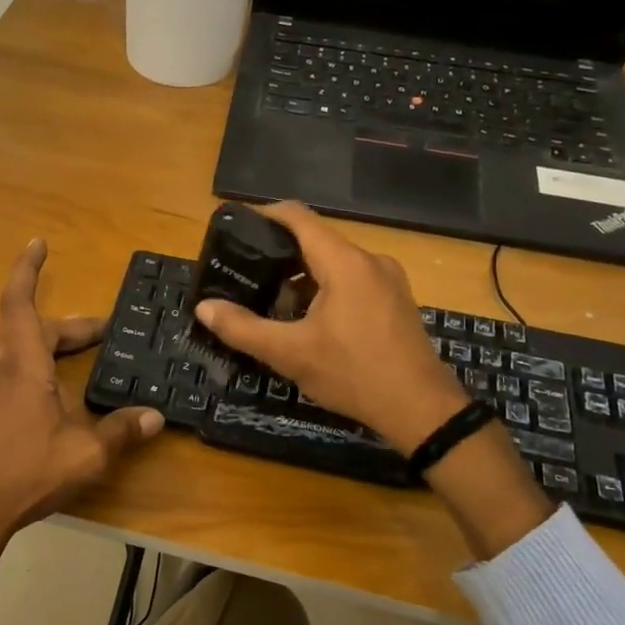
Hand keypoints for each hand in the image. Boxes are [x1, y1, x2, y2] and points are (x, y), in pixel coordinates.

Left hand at [0, 238, 163, 553]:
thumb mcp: (86, 454)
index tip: (38, 244)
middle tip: (101, 335)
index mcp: (22, 366)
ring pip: (14, 354)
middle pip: (29, 330)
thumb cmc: (26, 473)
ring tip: (75, 365)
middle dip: (67, 328)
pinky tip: (46, 402)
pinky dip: (29, 372)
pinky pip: (4, 377)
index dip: (28, 270)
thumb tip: (155, 417)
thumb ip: (121, 432)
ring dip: (46, 349)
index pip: (20, 304)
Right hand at [193, 203, 466, 452]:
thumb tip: (204, 308)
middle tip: (247, 275)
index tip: (237, 227)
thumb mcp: (290, 354)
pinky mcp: (396, 301)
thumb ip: (243, 328)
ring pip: (335, 264)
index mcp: (345, 262)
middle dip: (279, 255)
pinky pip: (353, 281)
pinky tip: (310, 322)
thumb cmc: (353, 374)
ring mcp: (388, 280)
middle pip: (316, 242)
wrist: (421, 409)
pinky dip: (326, 290)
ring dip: (303, 278)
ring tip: (273, 304)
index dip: (265, 215)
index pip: (299, 218)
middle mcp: (370, 260)